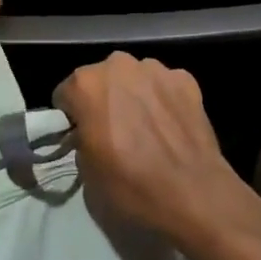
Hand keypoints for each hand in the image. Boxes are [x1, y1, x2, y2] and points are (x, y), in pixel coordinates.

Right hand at [55, 52, 247, 248]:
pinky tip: (171, 127)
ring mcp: (155, 68)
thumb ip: (81, 139)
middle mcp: (118, 65)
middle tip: (114, 133)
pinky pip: (164, 85)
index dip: (72, 117)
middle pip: (101, 79)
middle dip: (103, 100)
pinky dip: (163, 99)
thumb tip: (89, 133)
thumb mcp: (87, 172)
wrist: (194, 194)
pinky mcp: (185, 78)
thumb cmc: (132, 186)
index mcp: (86, 84)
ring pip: (134, 78)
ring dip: (134, 96)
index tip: (82, 136)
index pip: (66, 94)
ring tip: (146, 130)